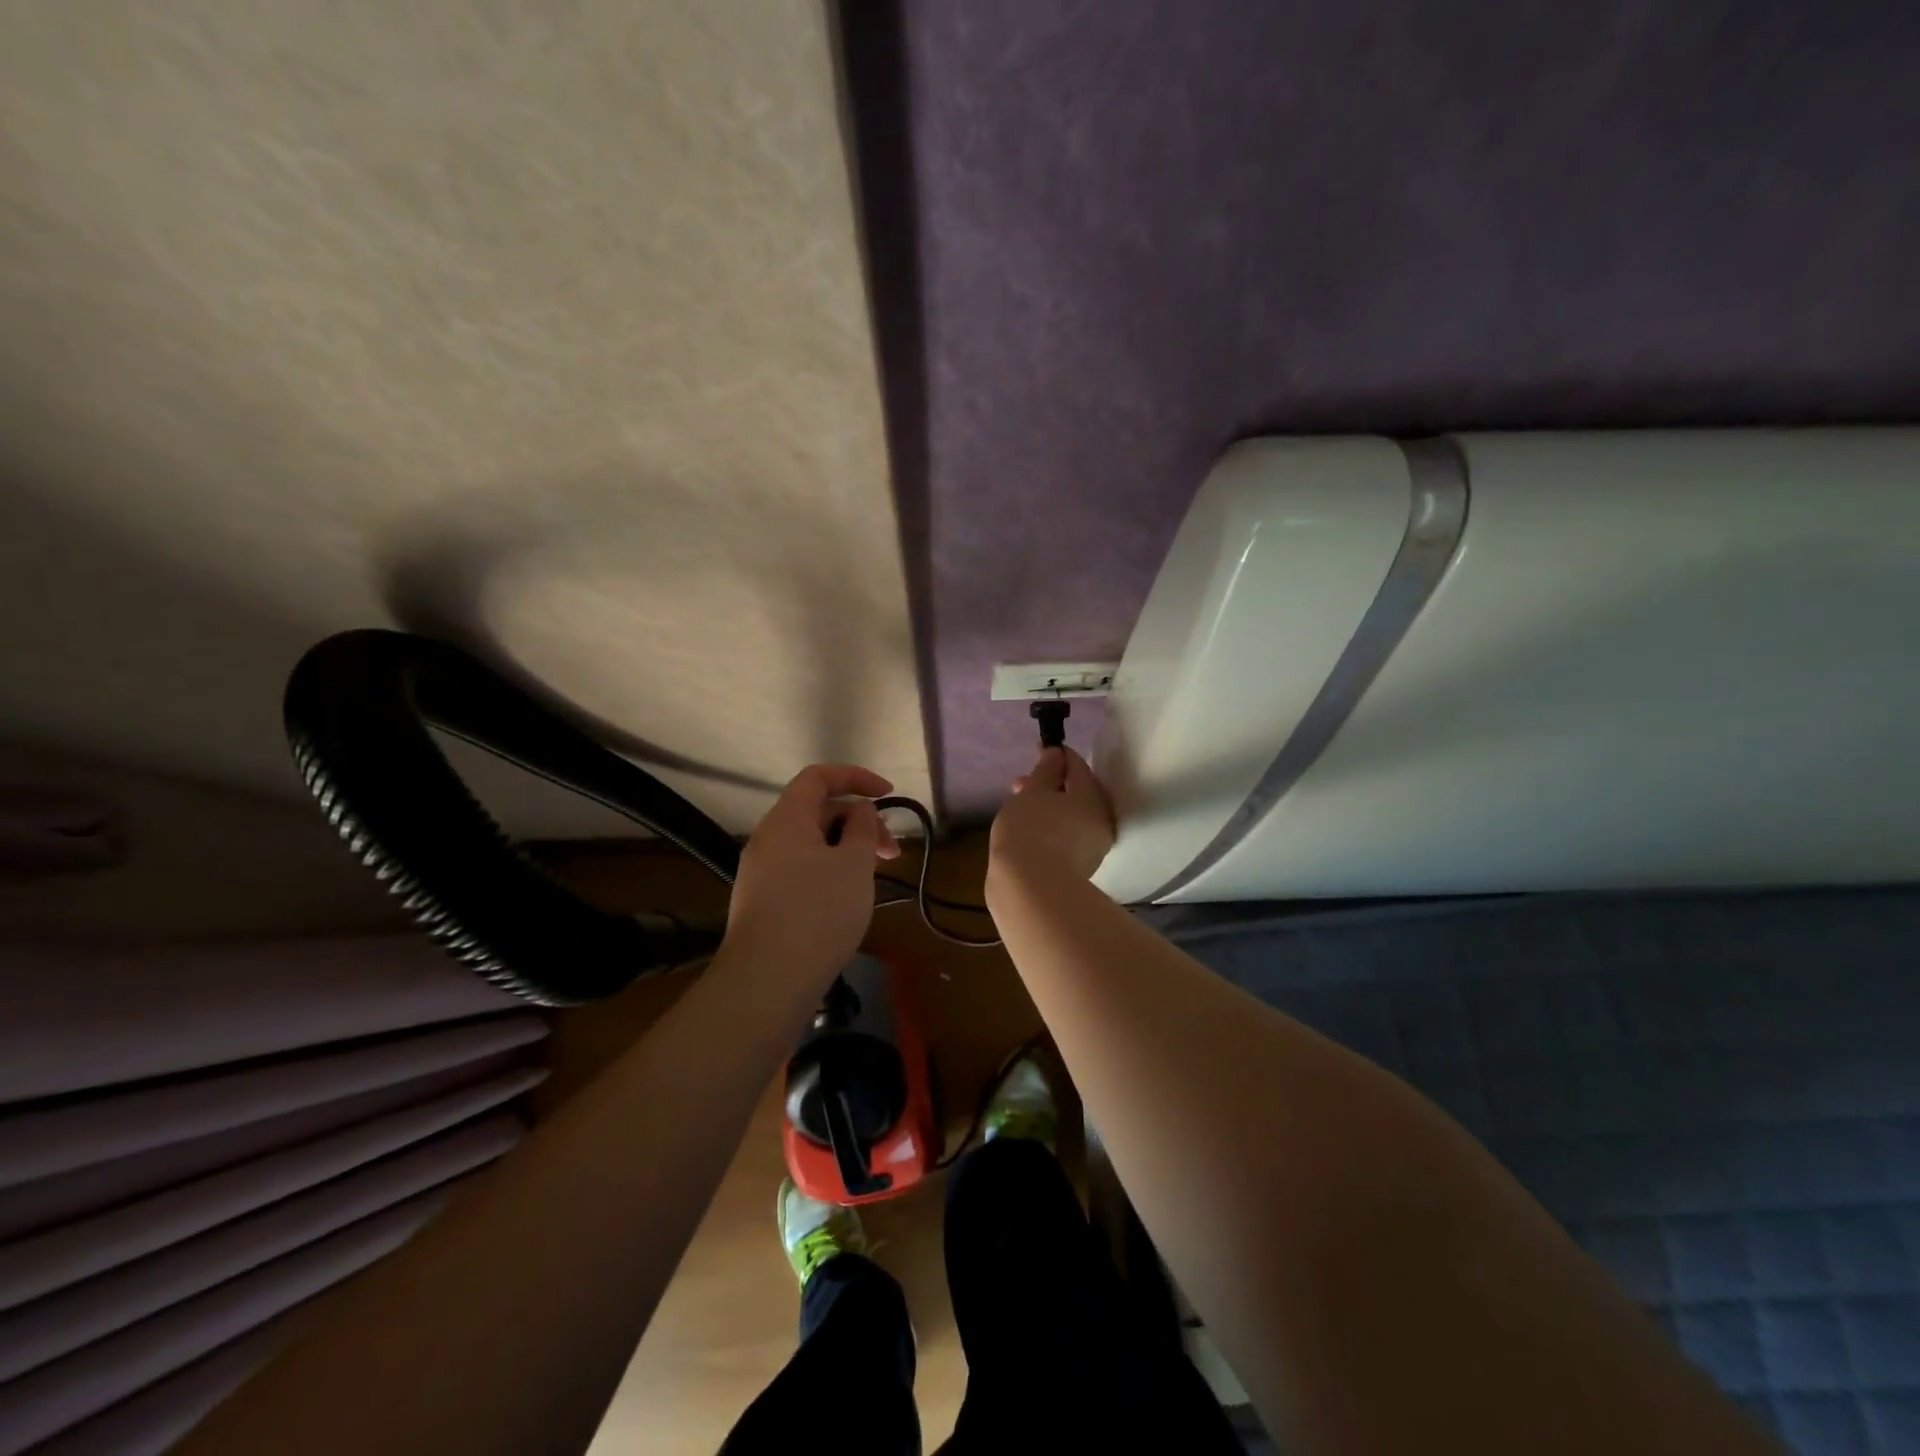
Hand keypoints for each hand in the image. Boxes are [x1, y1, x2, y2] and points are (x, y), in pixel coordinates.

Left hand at [724, 764, 899, 979]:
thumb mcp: (854, 864)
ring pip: (811, 844)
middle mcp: (768, 839)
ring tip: (872, 877)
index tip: (888, 795)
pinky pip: (800, 870)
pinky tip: (846, 900)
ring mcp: (761, 873)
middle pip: (817, 812)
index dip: (856, 777)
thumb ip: (862, 827)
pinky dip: (829, 871)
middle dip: (859, 822)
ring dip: (846, 850)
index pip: (818, 777)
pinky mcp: (763, 902)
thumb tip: (858, 811)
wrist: (766, 982)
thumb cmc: (818, 913)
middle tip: (891, 853)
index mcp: (787, 819)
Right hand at [988, 747, 1115, 891]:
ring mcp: (1093, 847)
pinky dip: (1052, 826)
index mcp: (1092, 797)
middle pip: (1078, 792)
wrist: (1031, 891)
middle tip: (1022, 783)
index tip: (1039, 748)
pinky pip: (1068, 835)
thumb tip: (1057, 754)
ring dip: (1050, 806)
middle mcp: (1100, 819)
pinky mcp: (1081, 867)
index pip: (1078, 765)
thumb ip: (1045, 770)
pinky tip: (1030, 831)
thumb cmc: (1029, 832)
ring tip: (1020, 807)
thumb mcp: (1032, 793)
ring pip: (1072, 815)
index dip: (1058, 754)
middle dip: (1051, 783)